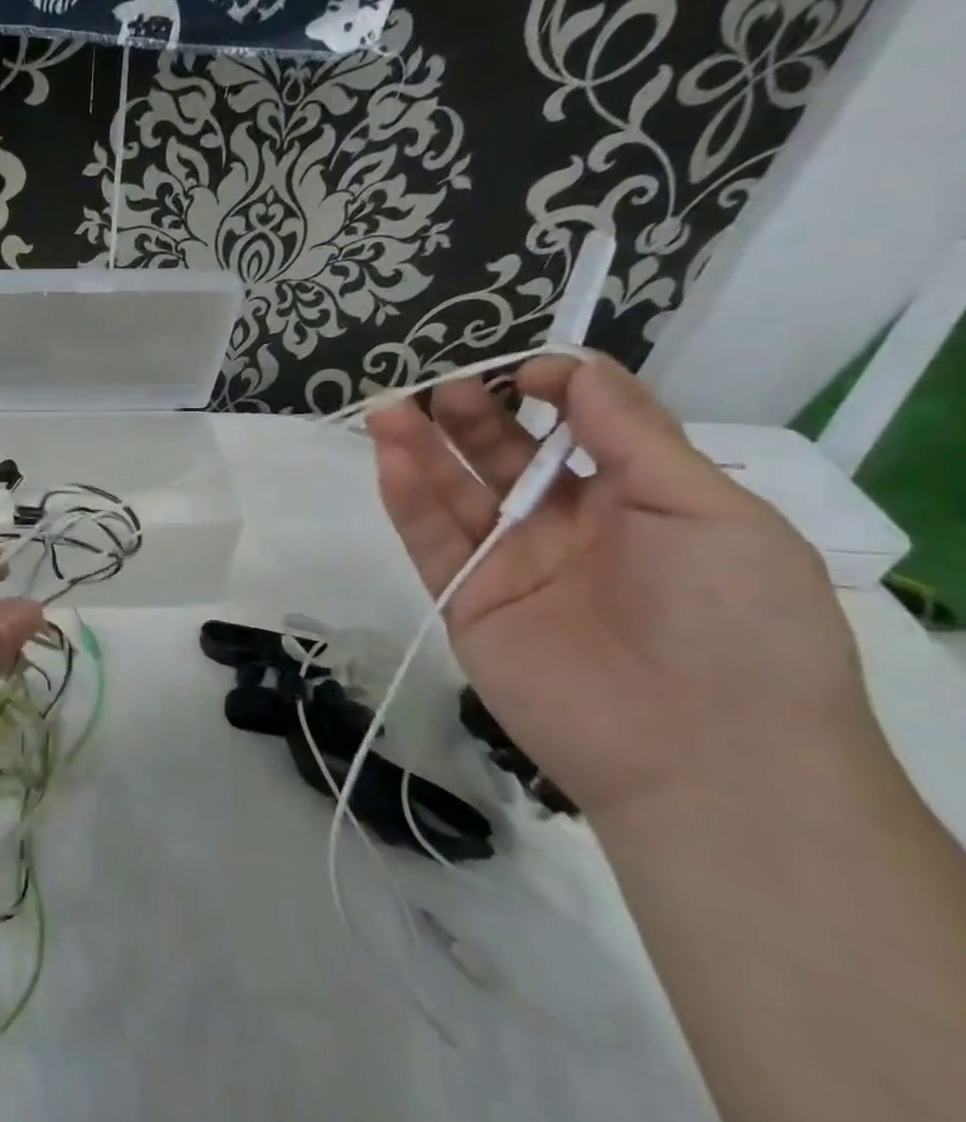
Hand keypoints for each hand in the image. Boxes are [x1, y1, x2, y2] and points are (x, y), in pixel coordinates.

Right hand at [367, 356, 881, 827]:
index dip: (551, 391)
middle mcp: (566, 527)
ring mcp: (510, 565)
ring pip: (454, 494)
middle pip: (503, 457)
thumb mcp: (707, 506)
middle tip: (444, 385)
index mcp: (636, 501)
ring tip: (392, 407)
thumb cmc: (733, 617)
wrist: (705, 757)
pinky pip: (430, 541)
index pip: (578, 428)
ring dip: (421, 447)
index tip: (526, 371)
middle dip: (474, 415)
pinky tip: (389, 455)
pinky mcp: (466, 602)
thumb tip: (571, 364)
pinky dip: (406, 497)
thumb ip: (631, 431)